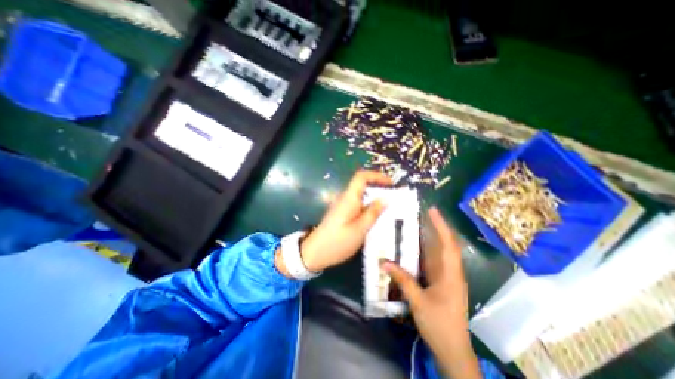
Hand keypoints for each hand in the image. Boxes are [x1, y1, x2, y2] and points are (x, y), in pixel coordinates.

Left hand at [299, 170, 390, 271]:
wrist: (315, 253)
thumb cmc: (337, 242)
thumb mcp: (359, 230)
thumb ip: (373, 213)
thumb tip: (385, 199)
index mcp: (349, 198)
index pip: (361, 177)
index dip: (376, 176)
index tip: (391, 183)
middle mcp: (344, 198)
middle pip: (362, 185)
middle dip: (378, 188)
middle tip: (393, 198)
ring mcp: (342, 206)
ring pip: (360, 196)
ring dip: (374, 199)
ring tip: (388, 209)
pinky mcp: (341, 213)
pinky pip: (357, 205)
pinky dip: (368, 207)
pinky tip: (375, 218)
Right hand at [382, 207, 481, 377]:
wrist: (453, 350)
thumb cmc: (439, 325)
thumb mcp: (418, 301)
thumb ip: (402, 280)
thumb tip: (384, 262)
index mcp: (450, 274)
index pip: (448, 244)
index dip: (442, 226)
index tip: (433, 210)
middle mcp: (451, 272)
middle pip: (446, 244)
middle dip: (437, 227)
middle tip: (422, 213)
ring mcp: (447, 277)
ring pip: (440, 252)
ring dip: (431, 238)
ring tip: (417, 225)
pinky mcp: (441, 282)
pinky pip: (434, 262)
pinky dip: (426, 251)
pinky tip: (415, 248)